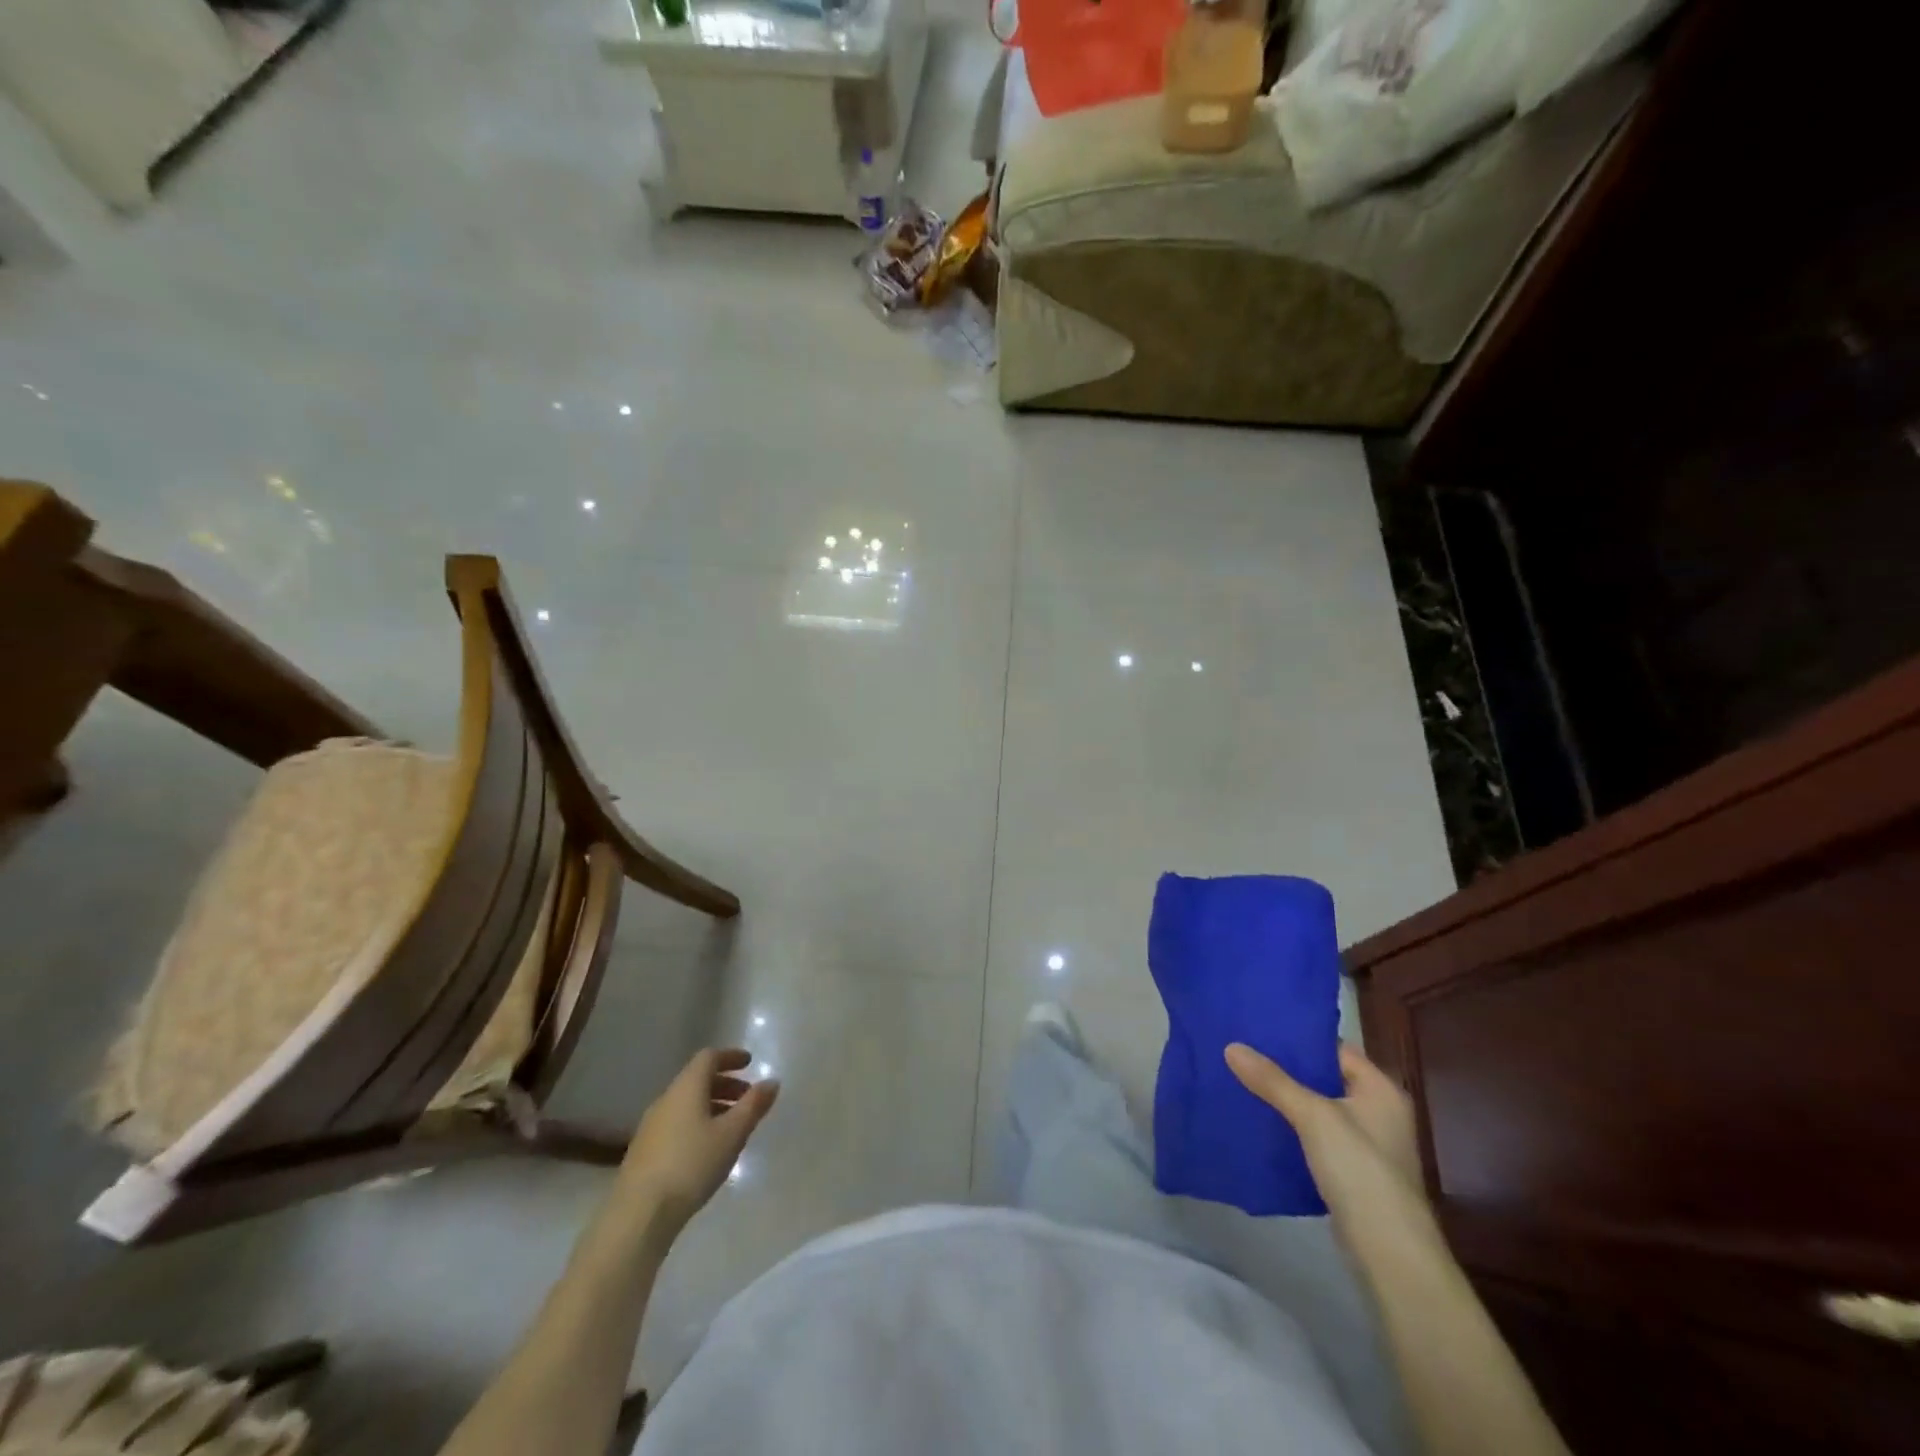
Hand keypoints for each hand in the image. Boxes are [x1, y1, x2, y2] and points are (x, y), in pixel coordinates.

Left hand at [617, 1048, 778, 1232]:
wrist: (638, 1215)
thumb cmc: (692, 1165)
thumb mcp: (732, 1134)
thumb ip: (754, 1105)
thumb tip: (772, 1081)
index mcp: (686, 1087)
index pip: (708, 1057)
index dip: (730, 1056)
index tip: (749, 1063)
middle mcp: (666, 1099)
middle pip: (697, 1079)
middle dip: (725, 1084)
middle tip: (747, 1098)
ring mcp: (651, 1126)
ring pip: (686, 1103)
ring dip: (711, 1105)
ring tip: (731, 1126)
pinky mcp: (643, 1151)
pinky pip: (676, 1123)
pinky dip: (696, 1123)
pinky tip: (706, 1148)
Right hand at [1225, 1041, 1438, 1260]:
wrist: (1389, 1253)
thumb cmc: (1360, 1170)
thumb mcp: (1313, 1117)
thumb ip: (1273, 1081)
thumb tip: (1232, 1046)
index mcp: (1381, 1089)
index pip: (1335, 1048)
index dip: (1298, 1038)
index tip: (1258, 1028)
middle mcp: (1379, 1112)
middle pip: (1324, 1078)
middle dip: (1286, 1069)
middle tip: (1243, 1052)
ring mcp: (1367, 1145)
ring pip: (1318, 1109)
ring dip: (1286, 1099)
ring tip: (1243, 1080)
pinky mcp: (1353, 1173)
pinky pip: (1316, 1137)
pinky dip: (1292, 1128)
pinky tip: (1260, 1122)